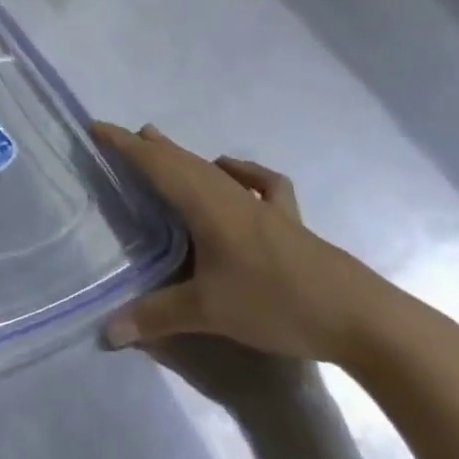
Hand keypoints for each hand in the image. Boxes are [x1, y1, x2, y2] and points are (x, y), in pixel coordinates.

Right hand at [94, 122, 405, 365]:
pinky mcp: (289, 222)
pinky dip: (240, 171)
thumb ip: (156, 317)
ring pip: (212, 169)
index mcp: (206, 205)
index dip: (123, 144)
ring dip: (182, 155)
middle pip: (181, 160)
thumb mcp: (210, 311)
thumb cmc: (277, 303)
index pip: (155, 164)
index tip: (95, 126)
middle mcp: (230, 195)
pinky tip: (232, 173)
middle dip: (148, 147)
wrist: (363, 319)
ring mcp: (263, 206)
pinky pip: (258, 184)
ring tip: (160, 144)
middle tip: (120, 137)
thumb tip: (106, 331)